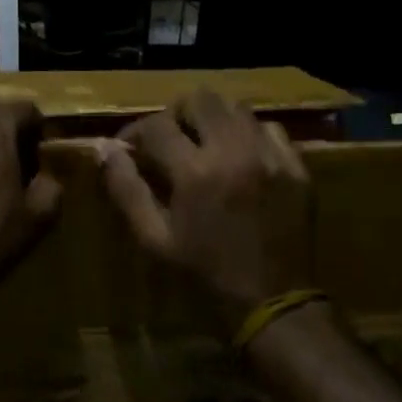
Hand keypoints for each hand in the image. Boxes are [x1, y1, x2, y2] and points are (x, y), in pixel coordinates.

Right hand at [101, 89, 312, 326]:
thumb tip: (105, 149)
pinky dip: (249, 134)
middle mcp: (234, 152)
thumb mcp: (155, 239)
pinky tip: (241, 157)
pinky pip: (270, 129)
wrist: (273, 303)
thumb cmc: (204, 275)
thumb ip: (127, 190)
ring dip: (214, 119)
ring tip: (205, 144)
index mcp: (195, 172)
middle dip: (177, 114)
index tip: (130, 147)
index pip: (156, 126)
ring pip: (237, 107)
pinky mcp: (296, 167)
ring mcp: (270, 156)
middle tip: (170, 138)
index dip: (134, 132)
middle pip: (200, 99)